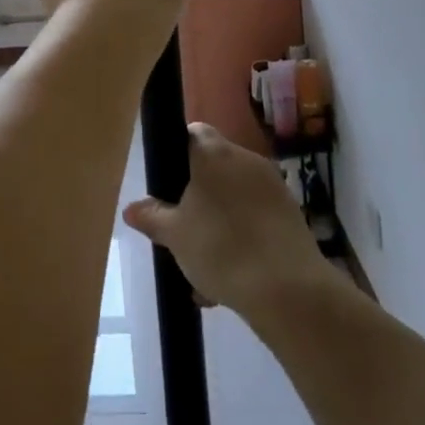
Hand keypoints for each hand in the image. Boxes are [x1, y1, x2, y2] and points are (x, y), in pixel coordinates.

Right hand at [124, 123, 334, 319]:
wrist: (290, 292)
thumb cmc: (222, 249)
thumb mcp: (175, 236)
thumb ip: (152, 217)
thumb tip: (132, 208)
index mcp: (215, 153)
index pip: (193, 132)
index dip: (177, 151)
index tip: (167, 182)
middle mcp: (246, 159)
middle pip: (215, 167)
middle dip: (198, 196)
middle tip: (182, 229)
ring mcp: (274, 186)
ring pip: (236, 197)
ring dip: (220, 221)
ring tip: (205, 268)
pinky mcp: (292, 215)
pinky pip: (257, 218)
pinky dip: (243, 237)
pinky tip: (232, 277)